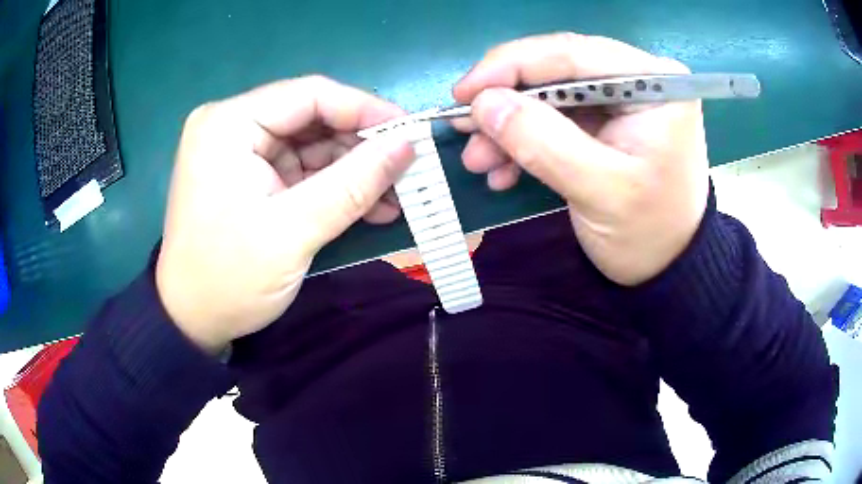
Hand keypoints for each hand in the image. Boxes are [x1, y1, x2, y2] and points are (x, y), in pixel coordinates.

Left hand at [156, 76, 413, 352]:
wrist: (192, 322)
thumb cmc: (230, 278)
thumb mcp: (294, 231)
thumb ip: (354, 183)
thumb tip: (409, 144)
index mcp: (228, 124)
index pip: (309, 95)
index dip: (365, 109)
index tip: (411, 132)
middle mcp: (231, 127)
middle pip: (311, 119)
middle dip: (361, 146)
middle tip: (407, 170)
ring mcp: (239, 151)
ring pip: (311, 145)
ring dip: (353, 170)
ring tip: (396, 196)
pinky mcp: (249, 176)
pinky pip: (300, 169)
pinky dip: (334, 186)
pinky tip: (369, 206)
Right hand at [452, 33, 709, 284]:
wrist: (669, 269)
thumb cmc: (649, 234)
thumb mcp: (600, 192)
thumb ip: (543, 142)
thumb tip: (484, 104)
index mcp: (654, 82)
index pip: (573, 53)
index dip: (511, 65)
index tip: (464, 93)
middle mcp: (639, 79)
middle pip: (557, 70)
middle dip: (507, 101)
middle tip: (463, 127)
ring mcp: (622, 101)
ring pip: (550, 96)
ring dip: (510, 126)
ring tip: (478, 160)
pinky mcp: (607, 123)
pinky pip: (556, 120)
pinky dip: (526, 142)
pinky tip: (504, 170)